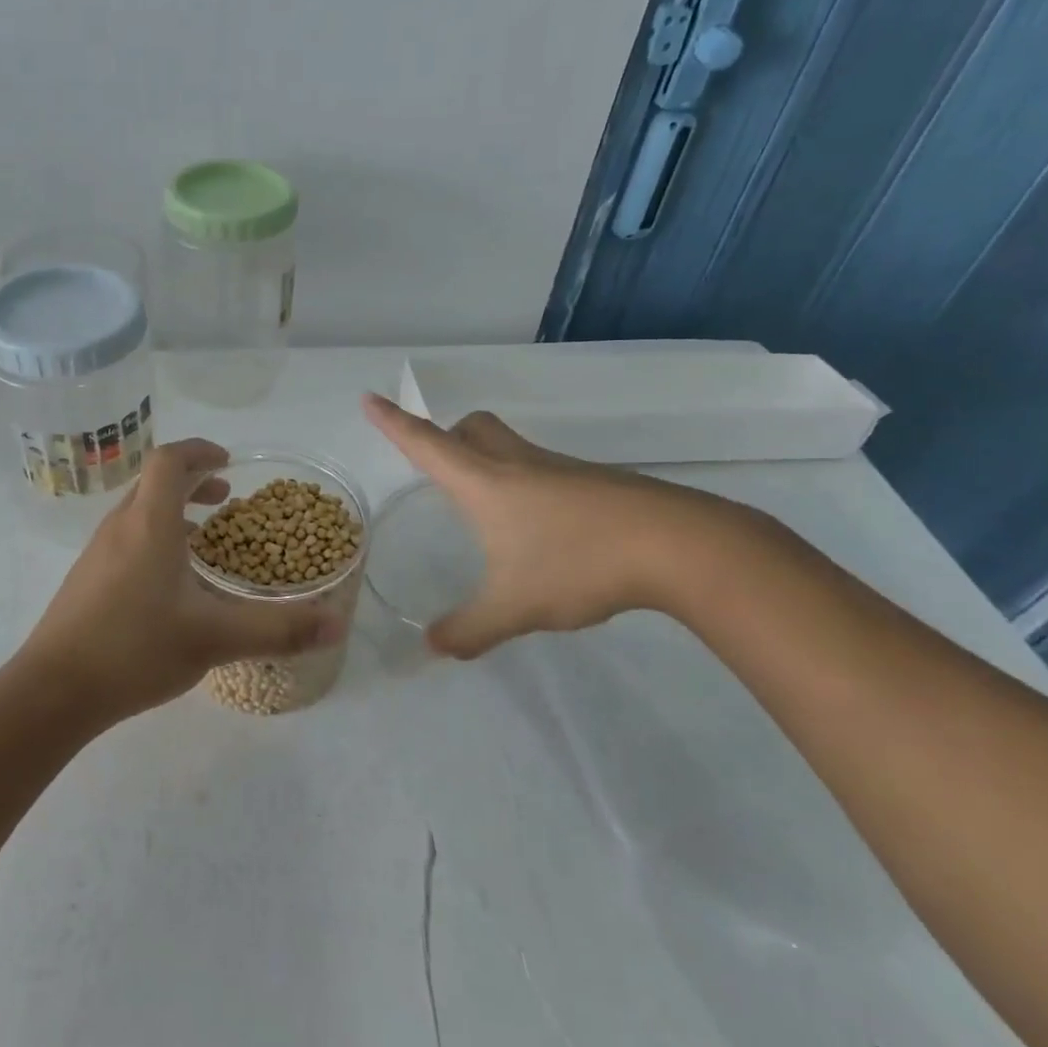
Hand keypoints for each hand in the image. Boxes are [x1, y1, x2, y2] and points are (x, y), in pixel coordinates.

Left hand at [18, 439, 345, 722]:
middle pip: (153, 482)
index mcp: (150, 523)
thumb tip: (337, 624)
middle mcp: (120, 526)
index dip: (199, 451)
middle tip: (224, 497)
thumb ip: (278, 630)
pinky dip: (154, 537)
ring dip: (171, 510)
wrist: (54, 690)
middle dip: (191, 481)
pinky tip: (169, 582)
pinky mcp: (86, 579)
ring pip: (138, 511)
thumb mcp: (215, 638)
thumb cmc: (136, 649)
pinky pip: (126, 538)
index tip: (228, 463)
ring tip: (203, 538)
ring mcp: (97, 552)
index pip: (169, 461)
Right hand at [363, 393, 734, 656]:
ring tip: (486, 507)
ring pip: (510, 446)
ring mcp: (560, 469)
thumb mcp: (514, 607)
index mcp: (485, 483)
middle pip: (473, 428)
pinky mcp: (594, 483)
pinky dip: (526, 485)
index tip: (369, 398)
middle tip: (439, 465)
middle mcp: (517, 464)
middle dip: (447, 436)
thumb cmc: (578, 564)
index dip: (393, 422)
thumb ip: (469, 629)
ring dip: (487, 459)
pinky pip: (543, 470)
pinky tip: (541, 530)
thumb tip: (433, 647)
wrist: (678, 545)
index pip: (426, 444)